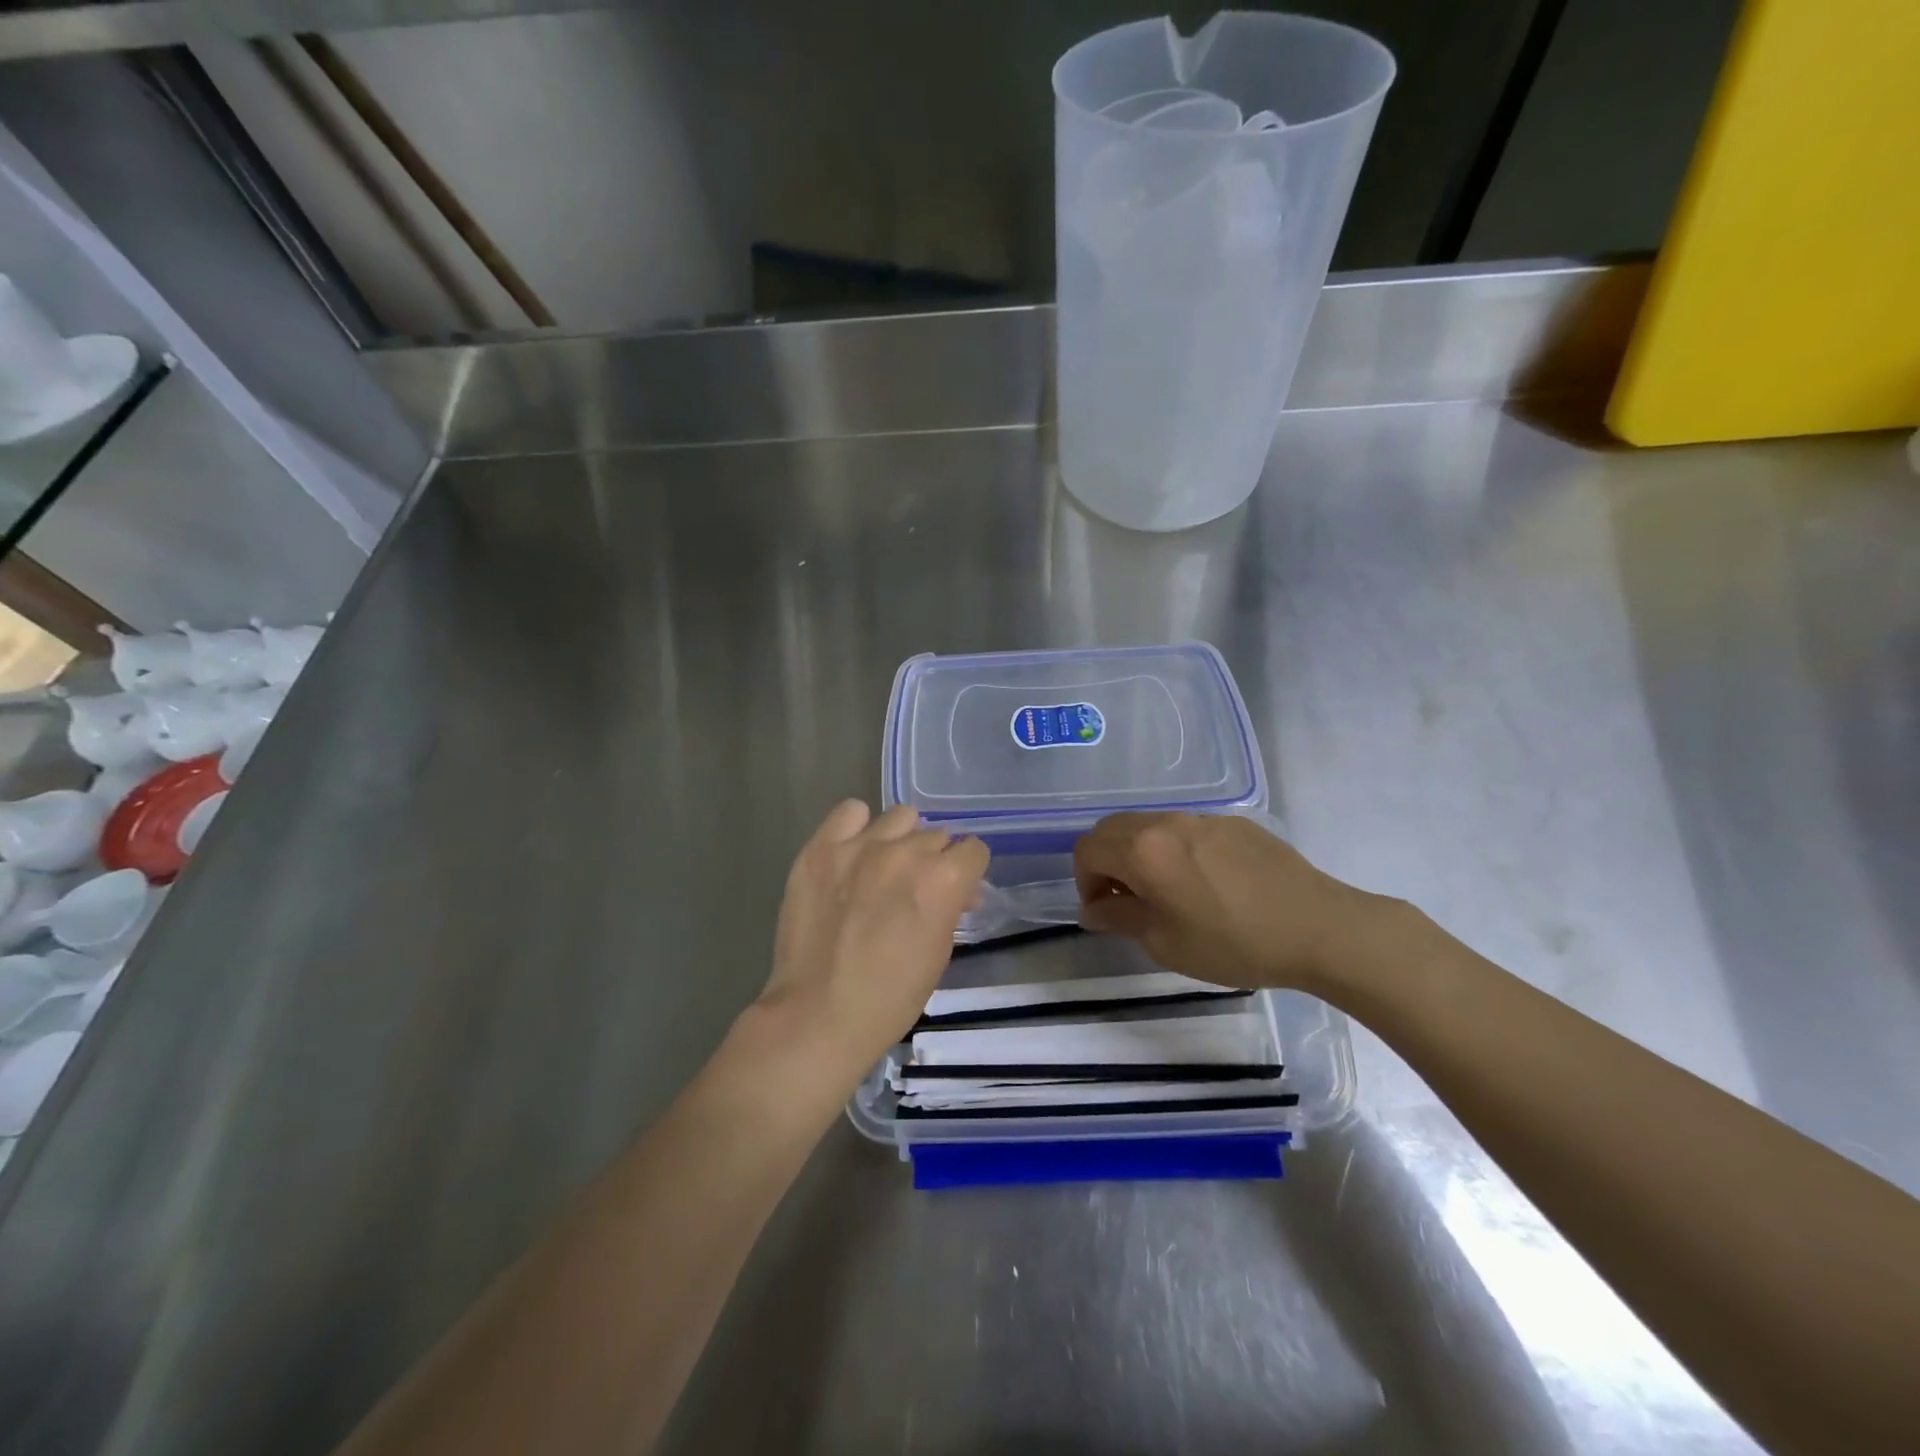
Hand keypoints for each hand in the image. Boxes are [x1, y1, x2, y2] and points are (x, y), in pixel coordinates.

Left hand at [754, 801, 988, 1087]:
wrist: (818, 1014)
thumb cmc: (890, 997)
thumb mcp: (939, 953)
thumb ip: (950, 907)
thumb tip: (956, 889)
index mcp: (942, 880)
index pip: (973, 850)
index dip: (967, 873)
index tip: (956, 891)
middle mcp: (905, 852)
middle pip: (936, 835)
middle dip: (934, 860)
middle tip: (914, 889)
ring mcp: (860, 846)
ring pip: (899, 817)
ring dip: (901, 840)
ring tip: (883, 868)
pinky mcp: (822, 848)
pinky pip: (850, 812)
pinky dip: (857, 828)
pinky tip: (852, 854)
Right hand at [1073, 812, 1379, 990]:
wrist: (1318, 928)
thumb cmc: (1234, 943)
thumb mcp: (1165, 943)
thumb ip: (1120, 919)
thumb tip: (1093, 910)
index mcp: (1143, 850)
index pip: (1088, 849)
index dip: (1084, 881)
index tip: (1104, 911)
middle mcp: (1166, 823)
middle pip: (1113, 828)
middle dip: (1106, 862)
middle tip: (1126, 900)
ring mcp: (1202, 818)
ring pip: (1149, 825)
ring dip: (1138, 853)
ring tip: (1164, 892)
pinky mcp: (1233, 822)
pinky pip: (1185, 829)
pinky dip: (1173, 849)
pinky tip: (1204, 883)